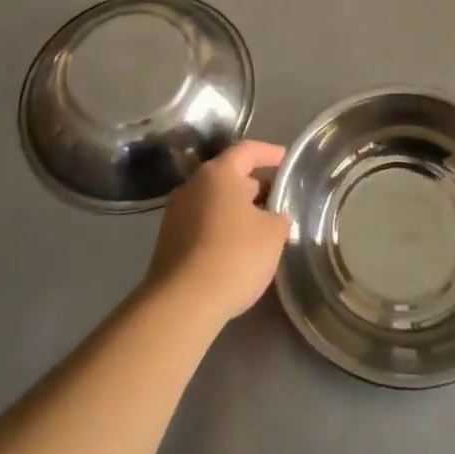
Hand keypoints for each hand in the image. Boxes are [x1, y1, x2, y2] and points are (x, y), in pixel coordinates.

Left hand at [144, 140, 291, 330]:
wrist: (182, 303)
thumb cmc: (234, 255)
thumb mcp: (273, 234)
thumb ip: (279, 218)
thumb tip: (276, 217)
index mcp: (218, 173)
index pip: (247, 150)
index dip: (269, 153)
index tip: (286, 159)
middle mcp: (193, 185)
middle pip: (228, 175)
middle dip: (253, 184)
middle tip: (276, 197)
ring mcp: (176, 214)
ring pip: (213, 201)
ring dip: (236, 208)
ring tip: (260, 225)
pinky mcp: (168, 241)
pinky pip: (201, 223)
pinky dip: (221, 227)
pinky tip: (237, 248)